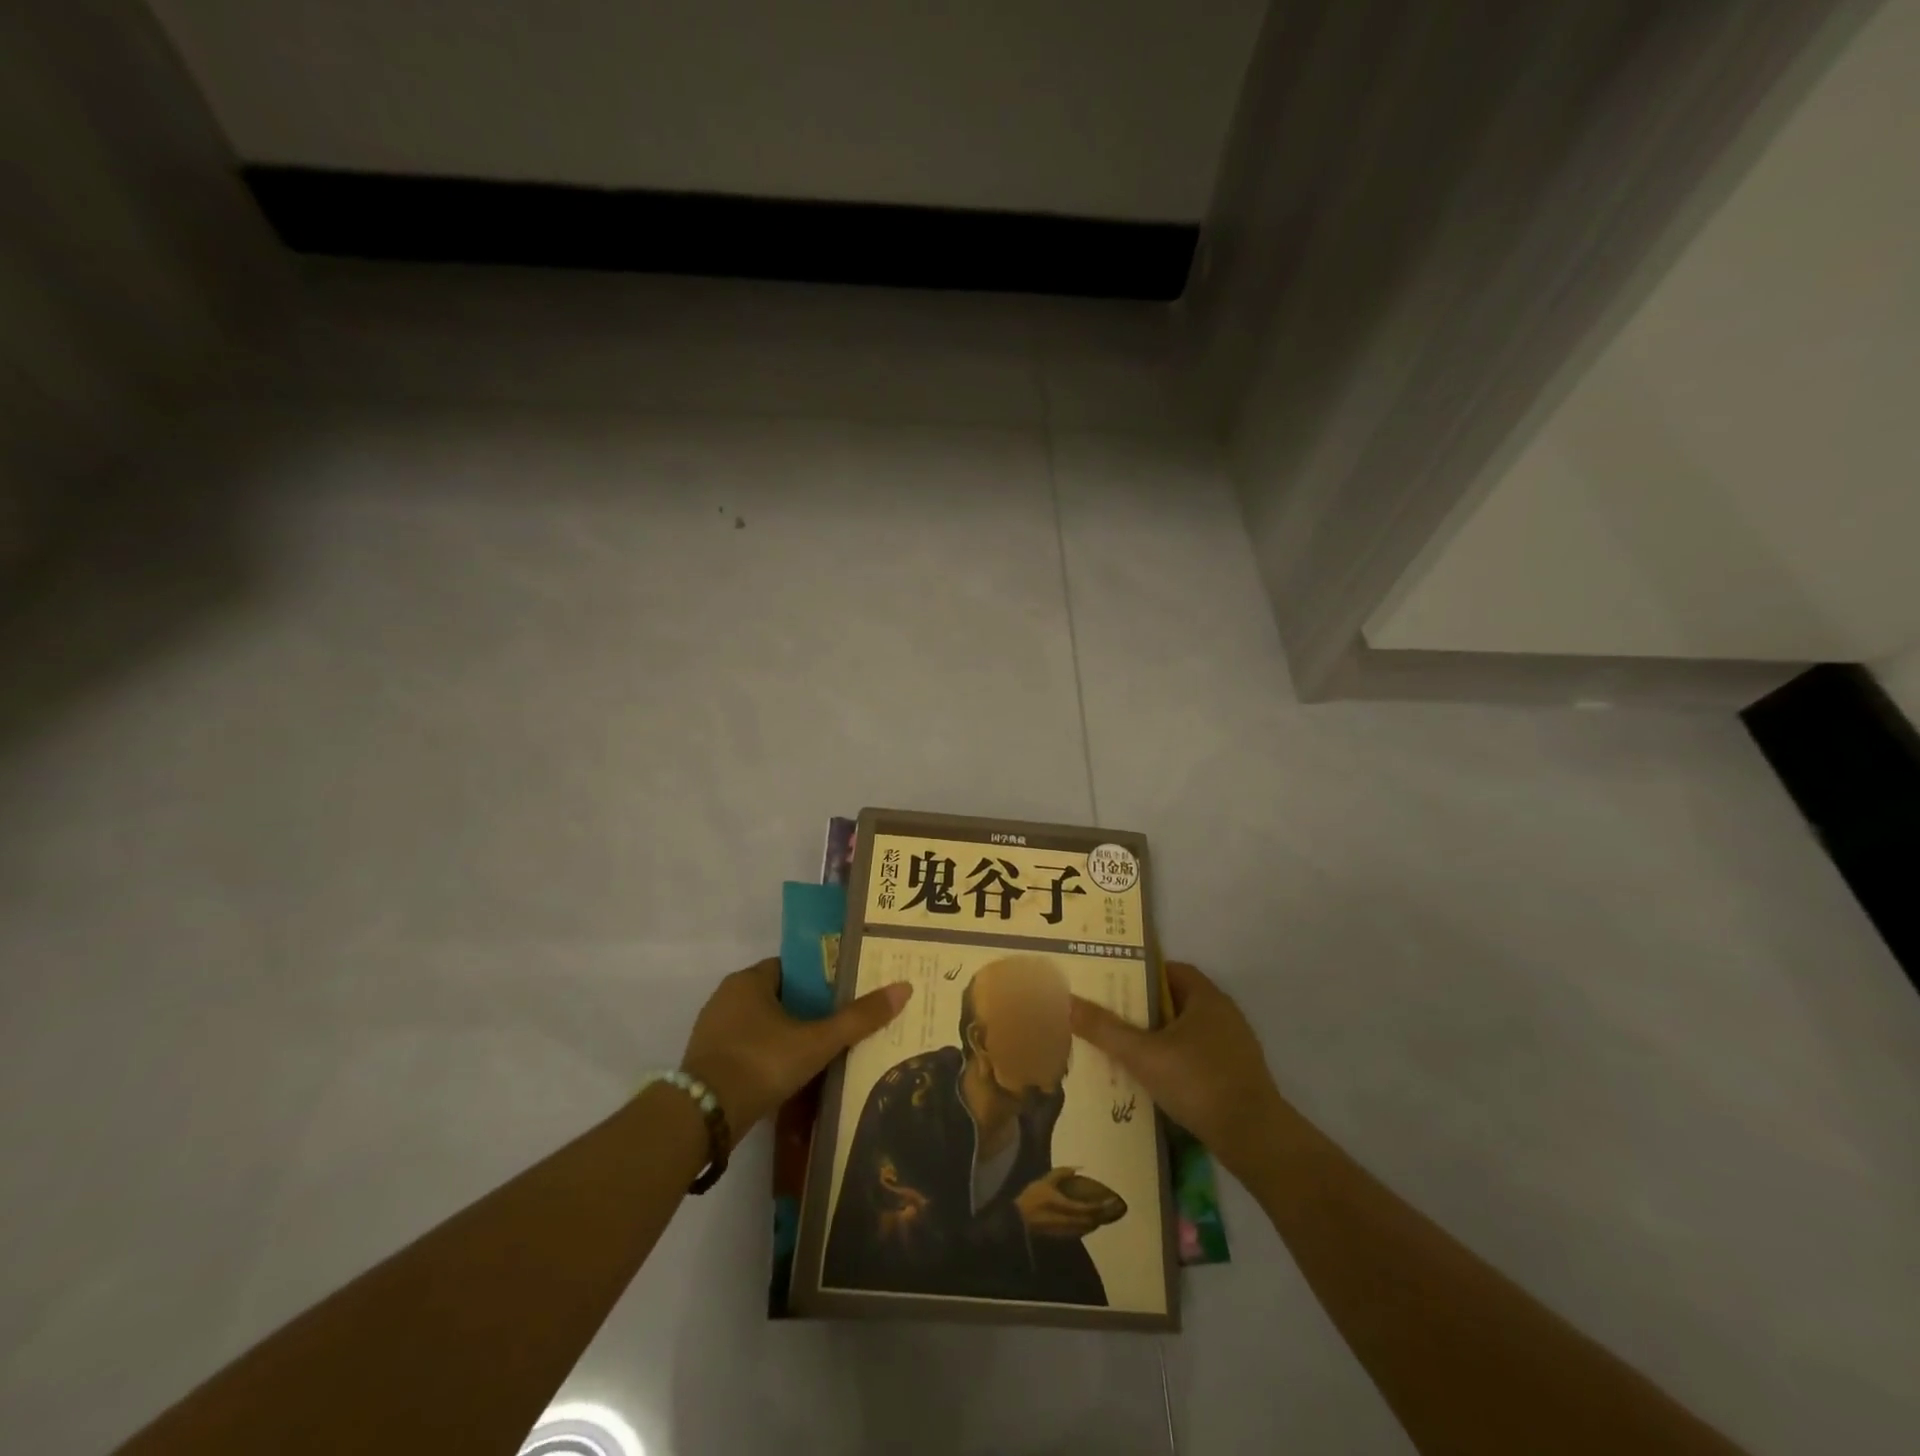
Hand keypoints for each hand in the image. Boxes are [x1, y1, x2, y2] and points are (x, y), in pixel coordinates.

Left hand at [680, 958, 910, 1136]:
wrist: (702, 1117)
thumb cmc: (761, 1063)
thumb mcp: (817, 1041)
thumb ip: (859, 1018)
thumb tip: (905, 988)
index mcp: (749, 980)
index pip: (791, 969)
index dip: (817, 981)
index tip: (841, 997)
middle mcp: (726, 997)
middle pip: (775, 996)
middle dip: (802, 1010)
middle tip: (835, 1027)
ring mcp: (711, 1031)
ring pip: (758, 1025)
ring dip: (782, 1036)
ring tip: (816, 1055)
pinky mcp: (704, 1062)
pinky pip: (743, 1050)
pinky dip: (763, 1058)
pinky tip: (785, 1078)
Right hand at [1014, 1166, 1102, 1239]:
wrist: (1020, 1220)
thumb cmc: (1032, 1197)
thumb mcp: (1045, 1181)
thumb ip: (1062, 1173)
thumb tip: (1078, 1168)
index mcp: (1063, 1205)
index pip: (1087, 1208)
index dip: (1100, 1205)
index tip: (1110, 1200)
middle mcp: (1068, 1221)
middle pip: (1090, 1221)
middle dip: (1101, 1215)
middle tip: (1111, 1207)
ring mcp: (1066, 1231)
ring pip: (1087, 1228)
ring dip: (1096, 1222)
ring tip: (1103, 1213)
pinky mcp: (1063, 1236)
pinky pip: (1080, 1232)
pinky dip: (1088, 1226)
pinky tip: (1089, 1221)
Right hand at [1069, 961, 1284, 1178]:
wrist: (1255, 1139)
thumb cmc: (1198, 1082)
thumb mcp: (1143, 1055)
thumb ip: (1105, 1029)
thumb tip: (1067, 1002)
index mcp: (1206, 997)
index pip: (1170, 970)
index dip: (1141, 973)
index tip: (1113, 984)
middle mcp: (1224, 1014)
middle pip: (1176, 1000)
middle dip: (1144, 1007)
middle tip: (1110, 1016)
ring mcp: (1234, 1046)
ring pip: (1187, 1031)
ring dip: (1159, 1037)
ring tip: (1124, 1049)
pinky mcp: (1236, 1075)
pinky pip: (1198, 1056)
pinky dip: (1175, 1060)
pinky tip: (1154, 1079)